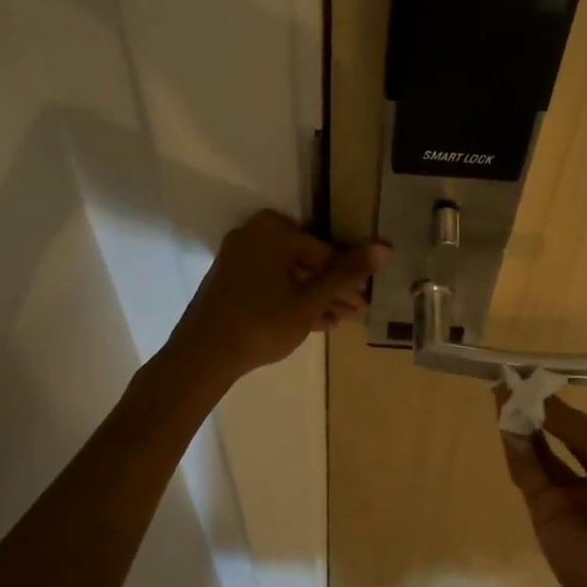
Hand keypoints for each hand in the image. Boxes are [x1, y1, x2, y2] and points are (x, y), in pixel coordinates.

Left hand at [167, 211, 387, 383]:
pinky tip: (317, 322)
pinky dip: (293, 300)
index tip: (368, 298)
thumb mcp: (311, 300)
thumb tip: (384, 247)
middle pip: (307, 261)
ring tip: (343, 320)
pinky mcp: (231, 281)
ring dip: (316, 297)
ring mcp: (239, 258)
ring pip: (290, 275)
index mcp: (273, 229)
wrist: (203, 356)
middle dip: (334, 288)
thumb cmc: (263, 322)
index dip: (349, 276)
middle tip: (358, 312)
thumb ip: (346, 274)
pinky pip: (271, 284)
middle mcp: (253, 235)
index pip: (325, 250)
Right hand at [498, 395, 586, 586]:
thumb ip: (570, 424)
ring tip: (502, 391)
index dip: (557, 404)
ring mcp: (565, 498)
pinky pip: (527, 474)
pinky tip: (506, 420)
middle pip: (554, 439)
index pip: (579, 428)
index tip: (533, 376)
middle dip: (535, 411)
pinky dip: (516, 448)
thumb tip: (538, 394)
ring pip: (537, 455)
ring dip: (520, 425)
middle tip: (510, 381)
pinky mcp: (543, 515)